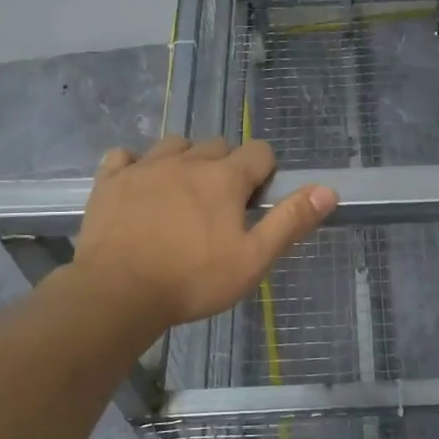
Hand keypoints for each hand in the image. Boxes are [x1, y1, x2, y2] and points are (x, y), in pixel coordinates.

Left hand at [71, 136, 336, 333]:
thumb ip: (291, 221)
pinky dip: (135, 165)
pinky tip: (138, 187)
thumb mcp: (253, 259)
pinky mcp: (110, 180)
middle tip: (221, 206)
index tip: (256, 202)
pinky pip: (125, 156)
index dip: (264, 172)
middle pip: (217, 146)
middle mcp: (187, 160)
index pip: (259, 152)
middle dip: (226, 167)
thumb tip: (328, 190)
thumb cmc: (193, 279)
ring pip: (174, 145)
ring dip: (185, 160)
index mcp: (225, 177)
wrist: (118, 292)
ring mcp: (145, 166)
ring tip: (182, 194)